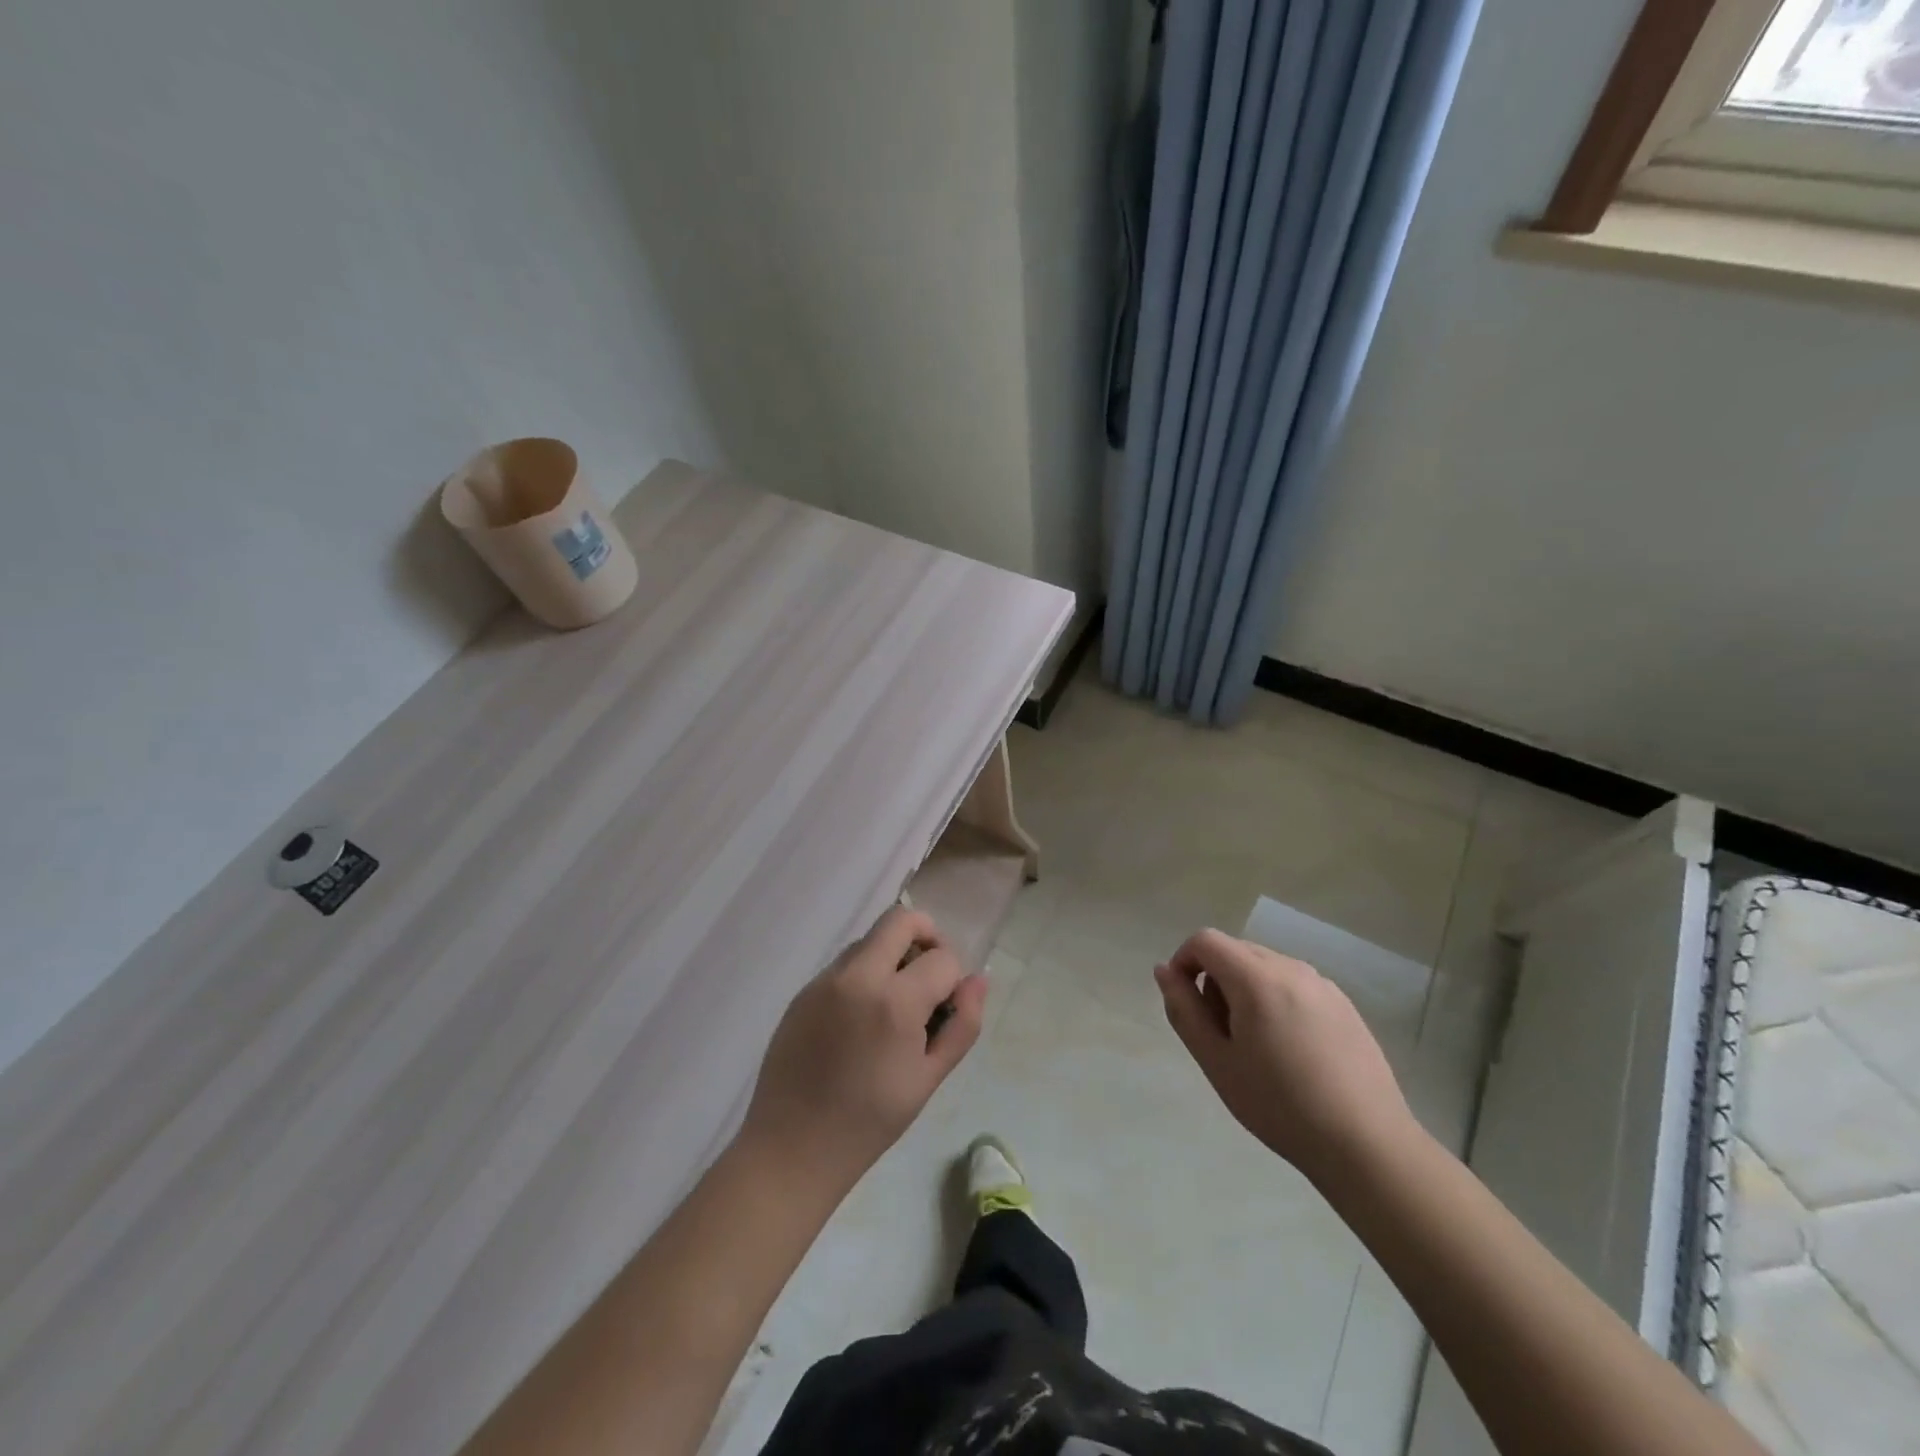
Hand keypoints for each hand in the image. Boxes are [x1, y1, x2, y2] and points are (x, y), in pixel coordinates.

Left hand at [737, 907, 987, 1195]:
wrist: (792, 1148)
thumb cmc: (870, 1122)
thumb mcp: (929, 1078)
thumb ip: (963, 1025)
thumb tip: (978, 980)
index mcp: (894, 1001)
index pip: (942, 958)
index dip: (954, 979)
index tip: (947, 1007)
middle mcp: (857, 976)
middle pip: (901, 919)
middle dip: (927, 936)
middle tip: (930, 975)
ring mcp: (825, 979)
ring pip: (870, 938)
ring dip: (892, 955)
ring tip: (893, 1004)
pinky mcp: (804, 990)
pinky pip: (845, 963)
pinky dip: (864, 973)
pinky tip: (861, 1019)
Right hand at [1155, 928, 1416, 1183]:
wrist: (1366, 1145)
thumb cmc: (1279, 1106)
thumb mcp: (1216, 1061)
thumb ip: (1184, 1010)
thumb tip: (1165, 971)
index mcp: (1256, 978)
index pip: (1206, 941)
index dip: (1184, 961)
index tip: (1185, 1003)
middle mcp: (1291, 968)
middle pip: (1236, 951)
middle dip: (1215, 979)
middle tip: (1219, 1034)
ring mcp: (1322, 984)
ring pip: (1265, 967)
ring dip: (1245, 990)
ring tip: (1255, 1046)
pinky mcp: (1344, 1004)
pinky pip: (1294, 985)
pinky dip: (1276, 1000)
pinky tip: (1290, 1051)